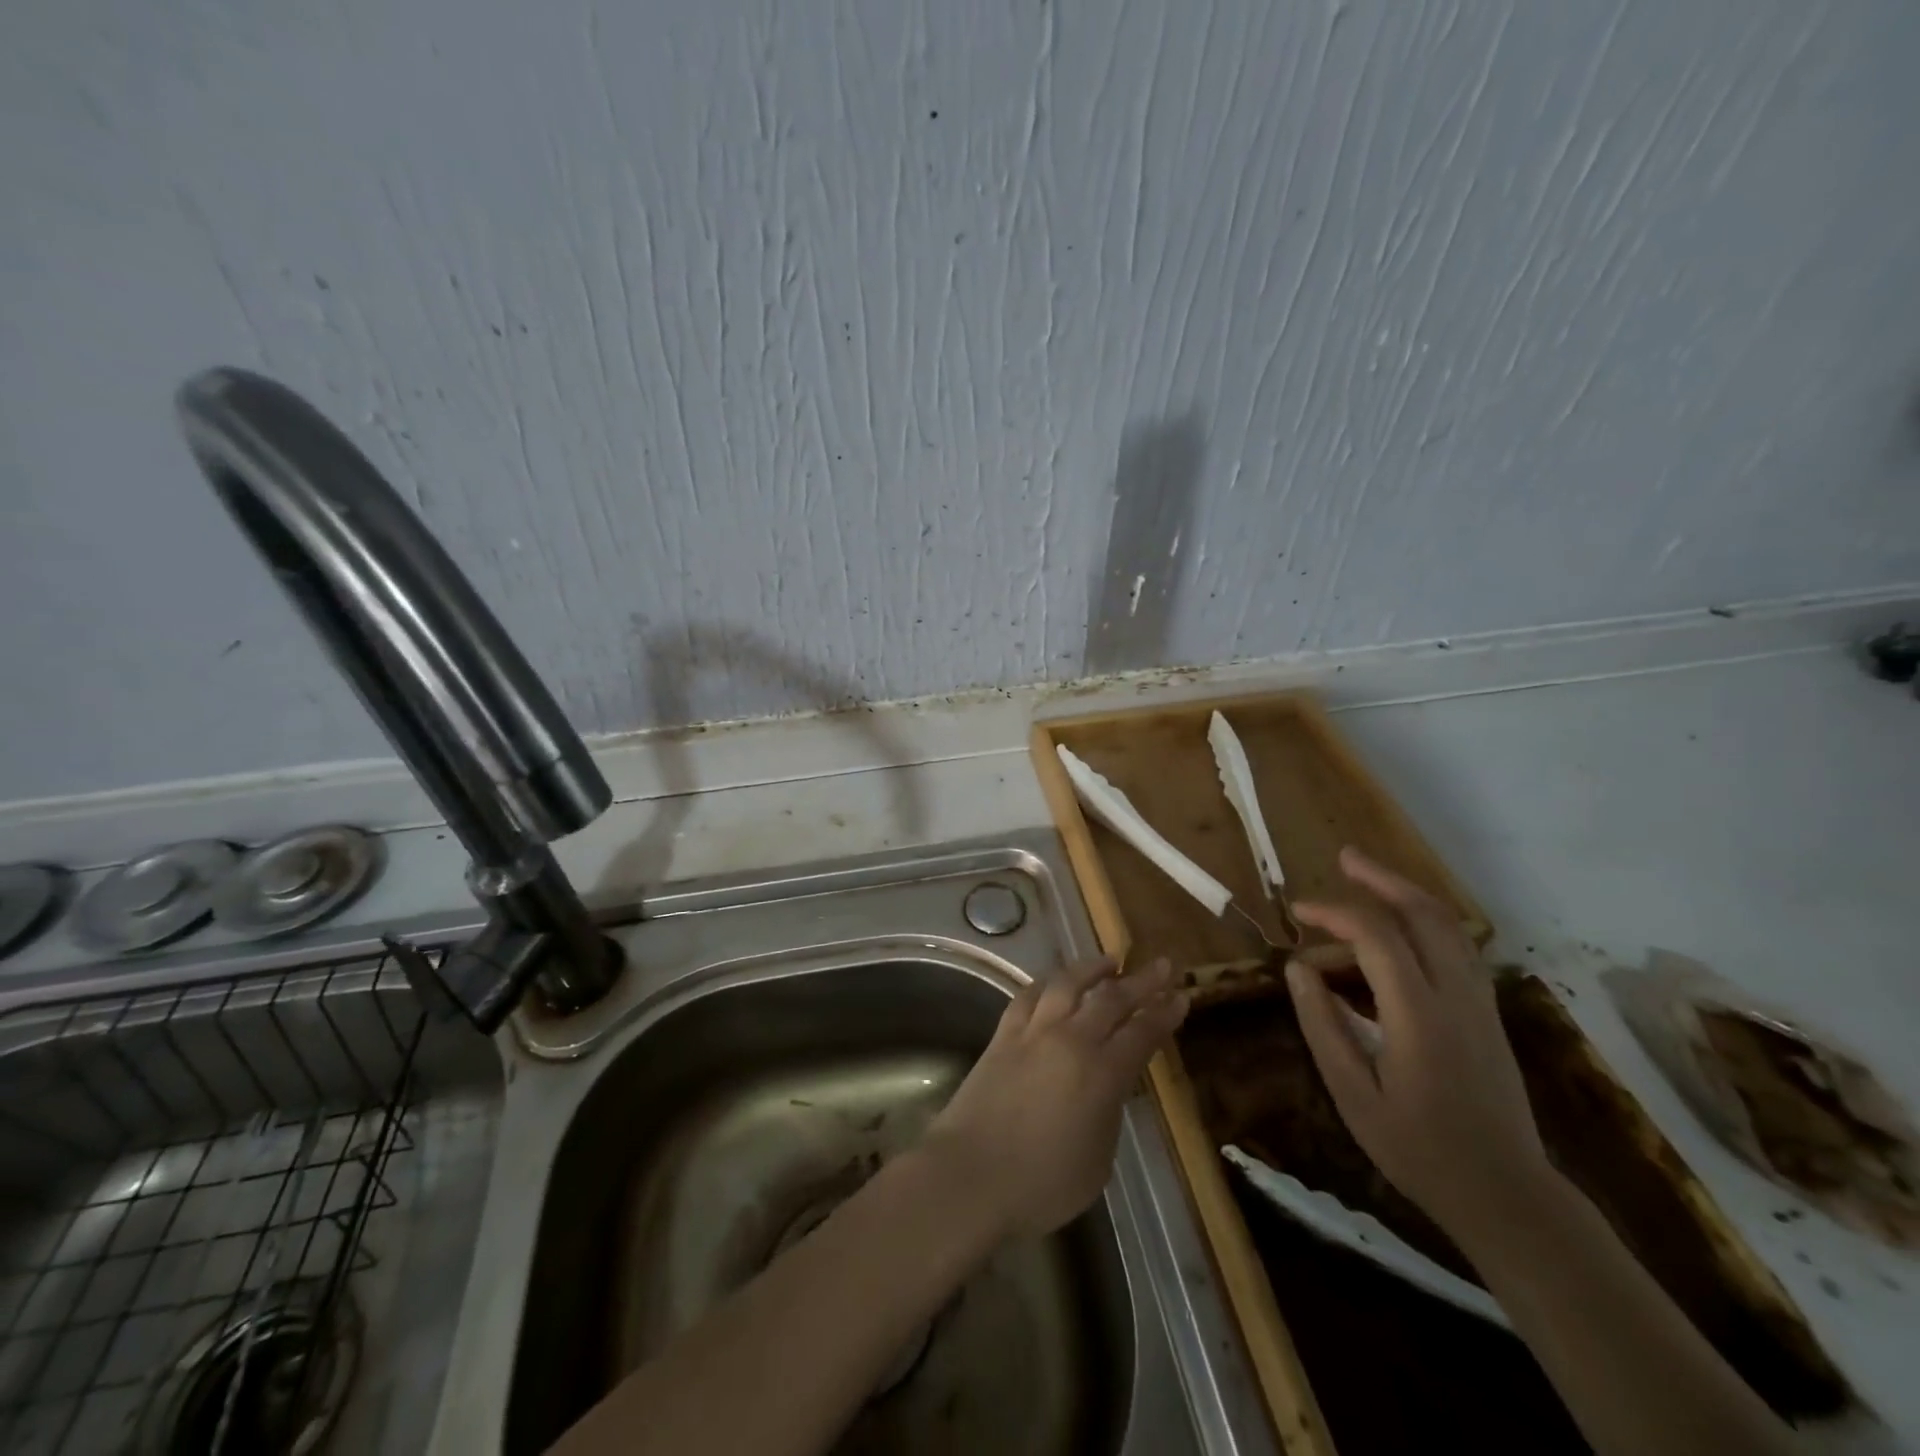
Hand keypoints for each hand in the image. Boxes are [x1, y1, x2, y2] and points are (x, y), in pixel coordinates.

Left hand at [925, 956, 1188, 1239]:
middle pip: (1111, 999)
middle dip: (1141, 981)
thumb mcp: (1098, 1160)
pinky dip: (1047, 984)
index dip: (1164, 1013)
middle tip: (1161, 965)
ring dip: (1092, 969)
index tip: (1181, 995)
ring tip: (1109, 960)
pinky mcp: (1002, 1035)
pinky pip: (1028, 996)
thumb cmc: (1042, 1184)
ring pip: (1067, 984)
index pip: (1142, 1034)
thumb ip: (1108, 1113)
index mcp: (1103, 1075)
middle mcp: (1071, 1041)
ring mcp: (1033, 1033)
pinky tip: (1054, 982)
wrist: (970, 1175)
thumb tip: (1108, 1087)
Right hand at [1285, 847, 1550, 1238]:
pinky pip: (1458, 949)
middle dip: (1383, 879)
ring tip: (1367, 880)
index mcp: (1420, 1016)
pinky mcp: (1488, 1014)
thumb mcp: (1353, 1095)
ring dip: (1407, 895)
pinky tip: (1398, 930)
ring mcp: (1480, 1004)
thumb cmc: (1419, 1150)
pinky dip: (1425, 922)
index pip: (1376, 937)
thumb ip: (1323, 1025)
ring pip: (1449, 927)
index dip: (1333, 914)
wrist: (1508, 1195)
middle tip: (1345, 858)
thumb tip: (1297, 968)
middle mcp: (1457, 997)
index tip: (1297, 913)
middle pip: (1426, 914)